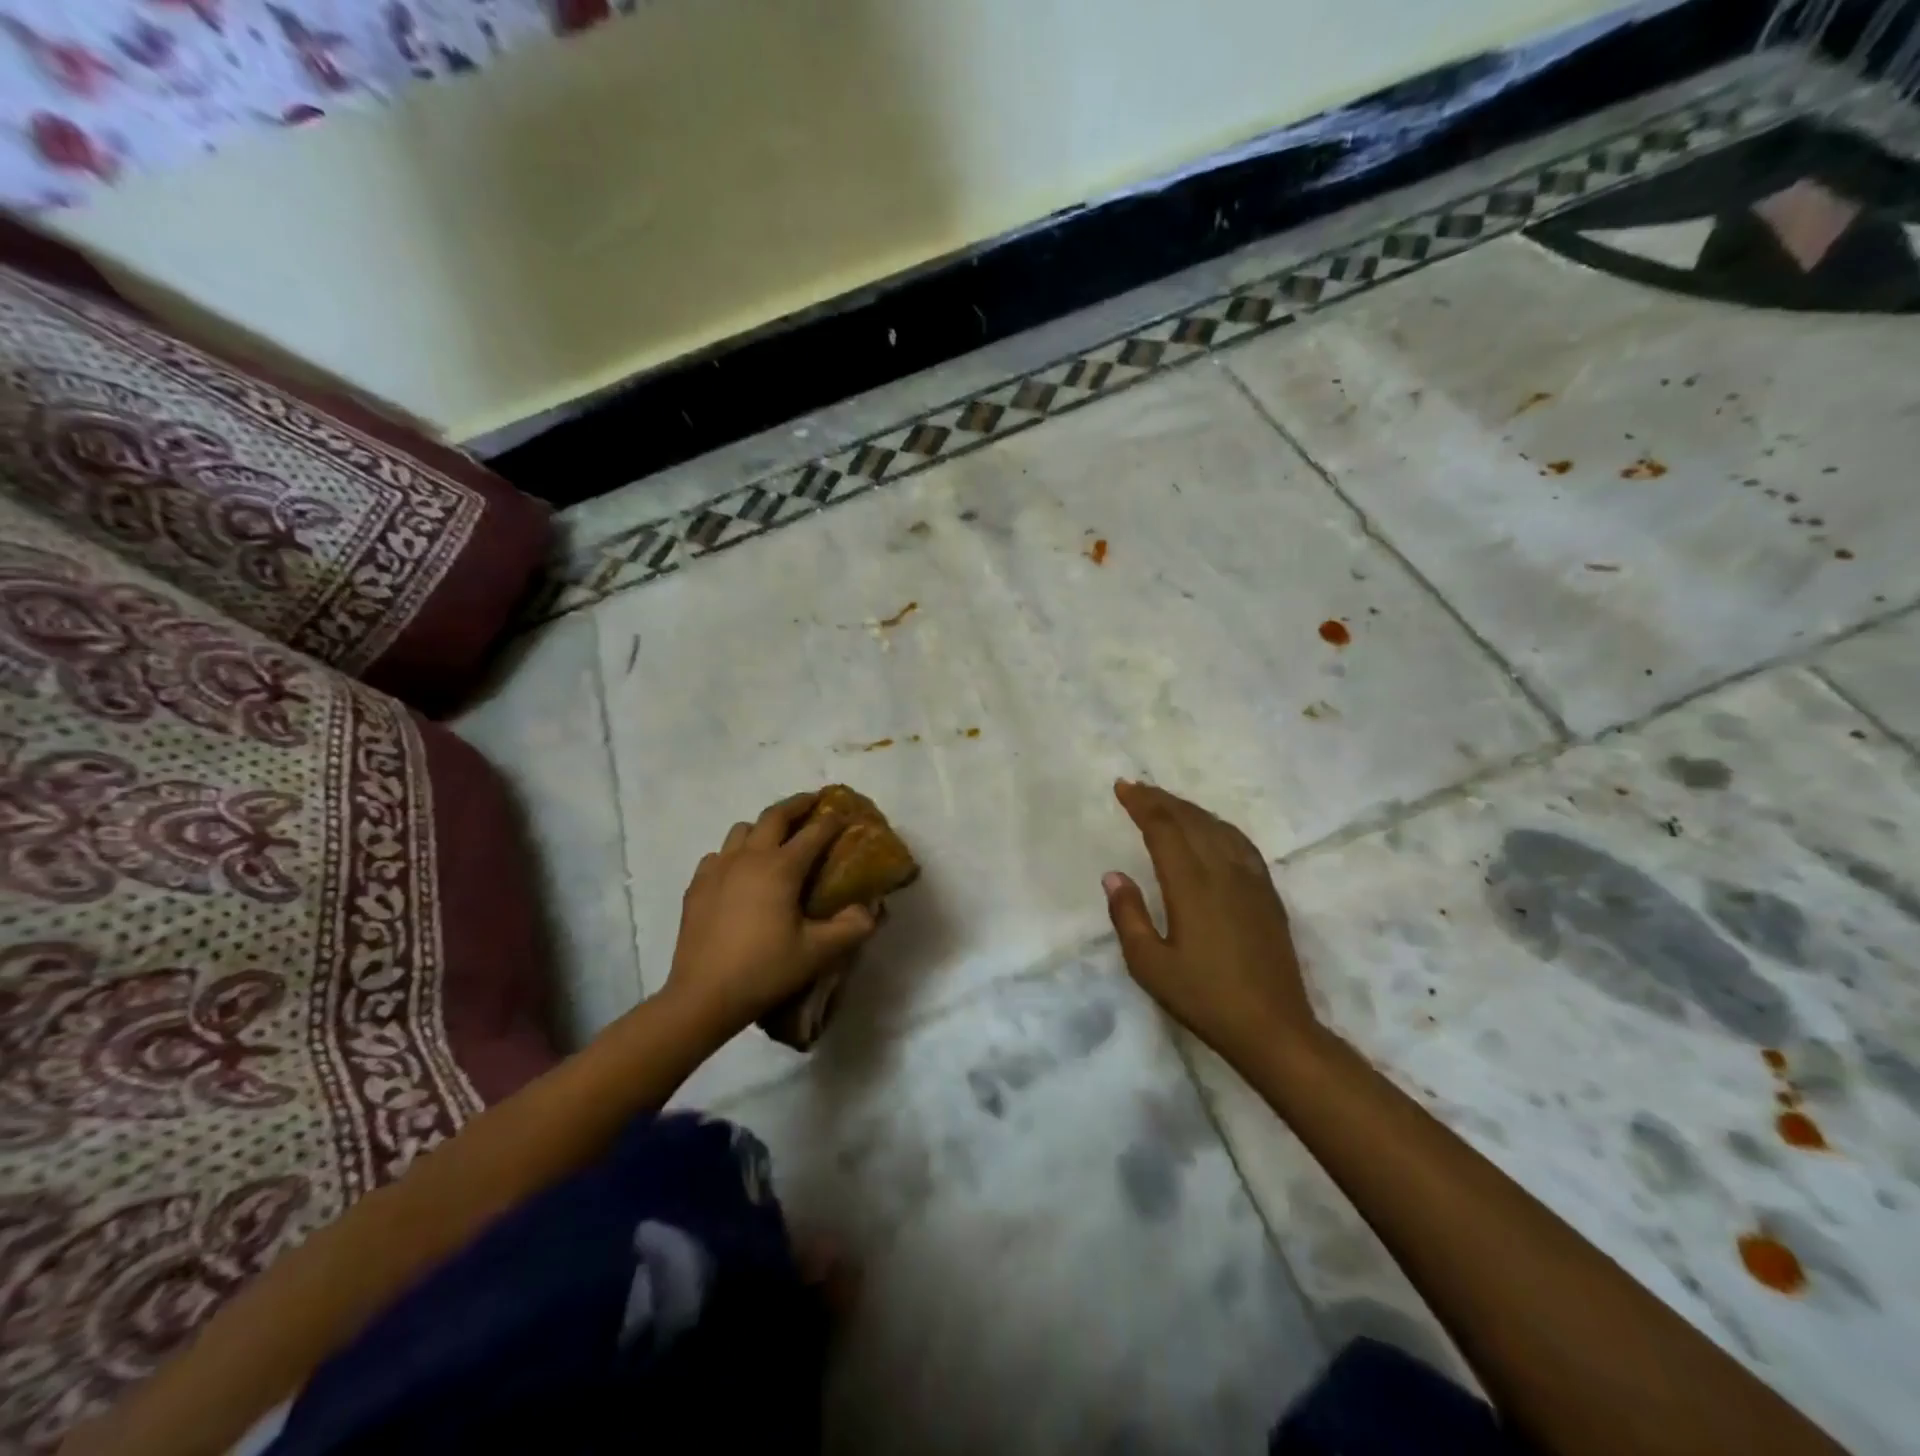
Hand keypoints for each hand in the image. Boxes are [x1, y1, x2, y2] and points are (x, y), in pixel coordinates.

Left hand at [665, 793, 876, 1041]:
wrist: (703, 996)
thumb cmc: (765, 970)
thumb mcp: (818, 953)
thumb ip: (852, 927)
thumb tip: (870, 909)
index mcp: (781, 868)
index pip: (814, 832)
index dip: (833, 820)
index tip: (846, 814)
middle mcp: (749, 857)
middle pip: (775, 816)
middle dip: (798, 805)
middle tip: (814, 802)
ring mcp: (718, 869)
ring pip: (742, 830)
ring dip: (763, 827)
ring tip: (776, 839)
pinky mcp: (697, 886)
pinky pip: (719, 855)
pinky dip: (735, 854)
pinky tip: (740, 873)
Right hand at [1103, 780, 1318, 1070]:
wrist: (1273, 1027)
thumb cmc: (1204, 998)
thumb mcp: (1150, 966)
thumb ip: (1128, 916)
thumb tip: (1113, 876)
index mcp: (1191, 885)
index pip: (1164, 828)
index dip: (1142, 804)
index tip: (1122, 788)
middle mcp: (1223, 872)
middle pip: (1190, 820)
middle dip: (1161, 799)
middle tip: (1136, 788)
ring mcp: (1251, 880)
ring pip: (1217, 827)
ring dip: (1189, 809)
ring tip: (1166, 803)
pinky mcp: (1268, 894)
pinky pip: (1241, 843)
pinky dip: (1218, 825)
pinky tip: (1212, 829)